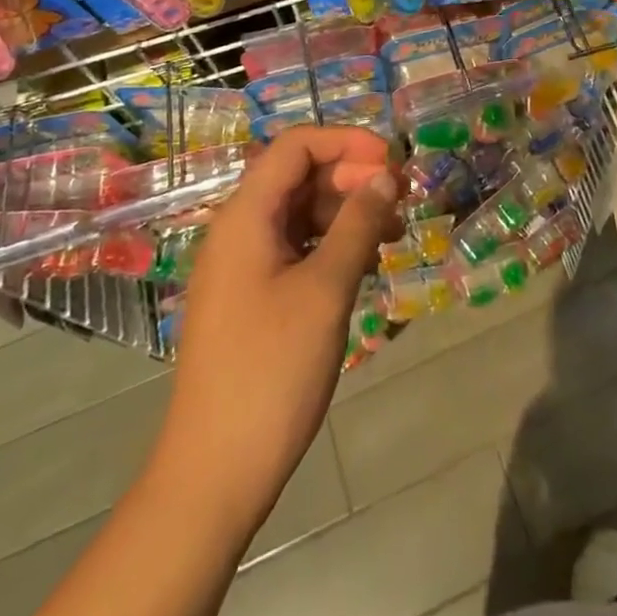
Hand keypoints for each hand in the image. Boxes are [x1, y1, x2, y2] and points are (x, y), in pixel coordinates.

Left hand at [161, 125, 400, 530]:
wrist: (214, 473)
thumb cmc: (271, 370)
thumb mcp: (325, 290)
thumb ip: (357, 224)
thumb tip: (386, 175)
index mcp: (245, 216)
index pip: (296, 146)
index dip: (346, 142)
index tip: (392, 161)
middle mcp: (239, 229)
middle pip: (299, 176)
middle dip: (352, 177)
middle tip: (402, 198)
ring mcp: (242, 265)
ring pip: (300, 213)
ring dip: (347, 212)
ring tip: (395, 232)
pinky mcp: (251, 296)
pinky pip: (296, 247)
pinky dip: (332, 244)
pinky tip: (366, 263)